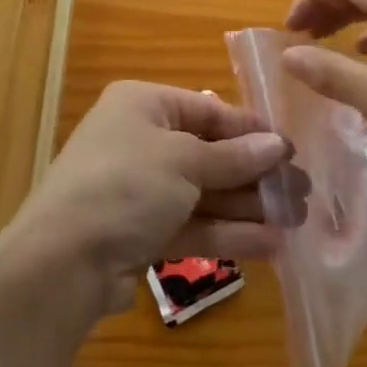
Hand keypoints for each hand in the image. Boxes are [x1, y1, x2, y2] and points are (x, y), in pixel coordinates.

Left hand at [1, 82, 289, 316]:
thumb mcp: (184, 161)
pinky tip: (271, 245)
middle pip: (209, 154)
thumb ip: (234, 157)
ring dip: (248, 207)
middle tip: (302, 191)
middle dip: (255, 174)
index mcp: (143, 105)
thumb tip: (278, 145)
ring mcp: (140, 190)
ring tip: (297, 220)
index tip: (291, 148)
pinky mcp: (142, 233)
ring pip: (204, 193)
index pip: (207, 110)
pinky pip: (192, 225)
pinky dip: (228, 234)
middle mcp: (140, 141)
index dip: (250, 130)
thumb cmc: (126, 185)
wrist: (63, 261)